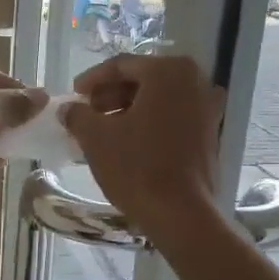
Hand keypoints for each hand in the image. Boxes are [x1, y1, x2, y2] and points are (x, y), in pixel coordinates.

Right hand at [62, 54, 225, 242]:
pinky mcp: (210, 133)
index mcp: (168, 71)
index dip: (92, 80)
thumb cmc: (137, 167)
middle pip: (143, 80)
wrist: (180, 213)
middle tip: (86, 113)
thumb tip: (68, 108)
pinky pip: (173, 118)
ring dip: (128, 111)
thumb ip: (78, 115)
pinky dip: (149, 123)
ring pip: (159, 100)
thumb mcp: (96, 138)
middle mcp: (195, 81)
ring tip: (102, 130)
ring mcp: (208, 108)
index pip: (121, 66)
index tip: (73, 95)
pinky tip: (127, 142)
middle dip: (111, 96)